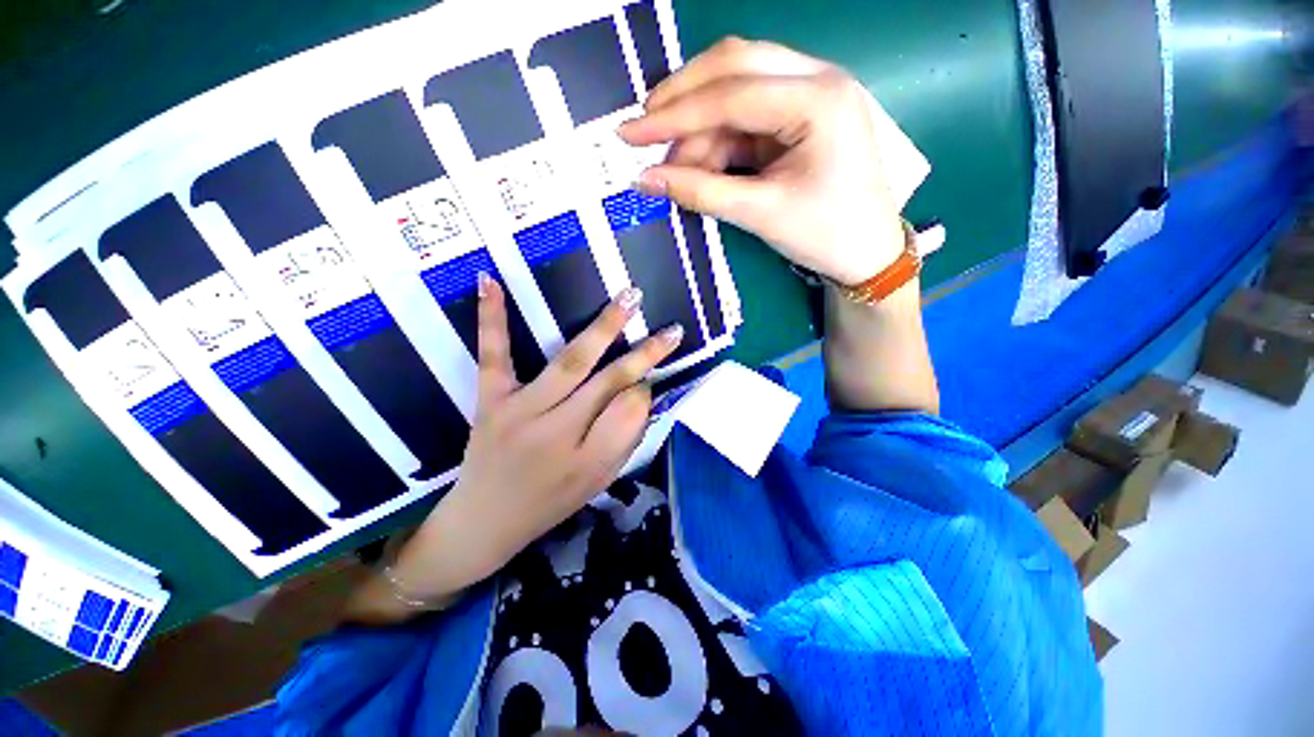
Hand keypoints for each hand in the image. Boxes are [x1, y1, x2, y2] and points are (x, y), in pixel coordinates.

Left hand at [382, 277, 682, 605]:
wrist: (484, 521)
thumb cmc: (550, 503)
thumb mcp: (598, 482)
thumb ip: (624, 439)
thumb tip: (642, 392)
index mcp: (588, 460)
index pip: (631, 412)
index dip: (645, 390)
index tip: (649, 379)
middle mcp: (557, 433)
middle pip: (609, 383)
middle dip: (644, 354)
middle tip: (670, 330)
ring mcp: (520, 411)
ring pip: (569, 362)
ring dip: (603, 328)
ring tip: (630, 298)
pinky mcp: (490, 400)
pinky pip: (494, 356)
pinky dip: (492, 319)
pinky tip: (491, 282)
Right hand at [619, 38, 911, 285]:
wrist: (867, 253)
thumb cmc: (825, 235)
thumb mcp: (761, 214)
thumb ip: (701, 192)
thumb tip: (644, 179)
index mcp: (818, 100)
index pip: (731, 93)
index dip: (673, 114)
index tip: (629, 133)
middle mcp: (816, 79)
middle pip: (733, 66)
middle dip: (682, 100)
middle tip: (643, 133)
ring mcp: (807, 95)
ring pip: (735, 90)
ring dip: (698, 128)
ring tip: (674, 170)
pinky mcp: (797, 117)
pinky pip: (745, 116)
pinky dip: (716, 140)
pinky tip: (699, 166)